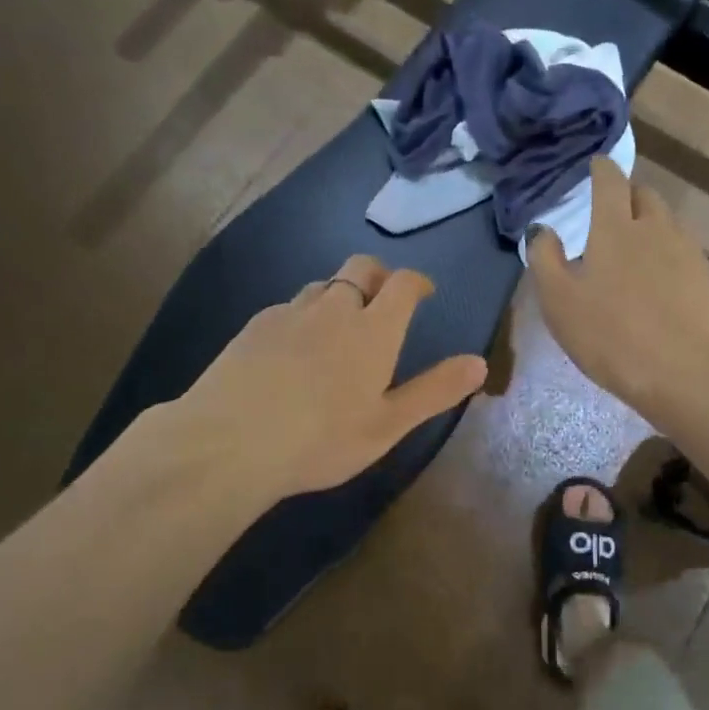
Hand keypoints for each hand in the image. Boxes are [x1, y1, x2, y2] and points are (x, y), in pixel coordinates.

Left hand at [176, 256, 487, 504]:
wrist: (228, 442)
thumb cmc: (321, 439)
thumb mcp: (388, 424)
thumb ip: (434, 391)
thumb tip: (479, 363)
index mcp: (373, 329)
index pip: (402, 284)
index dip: (417, 282)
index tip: (423, 292)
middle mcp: (333, 308)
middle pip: (360, 267)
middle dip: (379, 275)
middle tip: (384, 299)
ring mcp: (289, 313)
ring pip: (322, 285)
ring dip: (340, 294)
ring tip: (340, 326)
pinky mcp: (254, 326)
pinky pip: (289, 307)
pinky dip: (304, 315)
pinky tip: (294, 348)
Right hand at [529, 158, 708, 418]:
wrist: (679, 370)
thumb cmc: (608, 334)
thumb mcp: (558, 301)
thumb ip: (545, 258)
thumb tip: (544, 230)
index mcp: (614, 227)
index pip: (609, 180)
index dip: (600, 169)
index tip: (594, 167)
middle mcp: (654, 227)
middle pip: (643, 194)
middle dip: (626, 195)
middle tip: (610, 214)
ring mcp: (685, 250)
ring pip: (665, 221)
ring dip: (648, 223)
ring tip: (634, 248)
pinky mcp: (704, 276)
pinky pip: (681, 248)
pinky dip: (665, 250)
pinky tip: (657, 278)